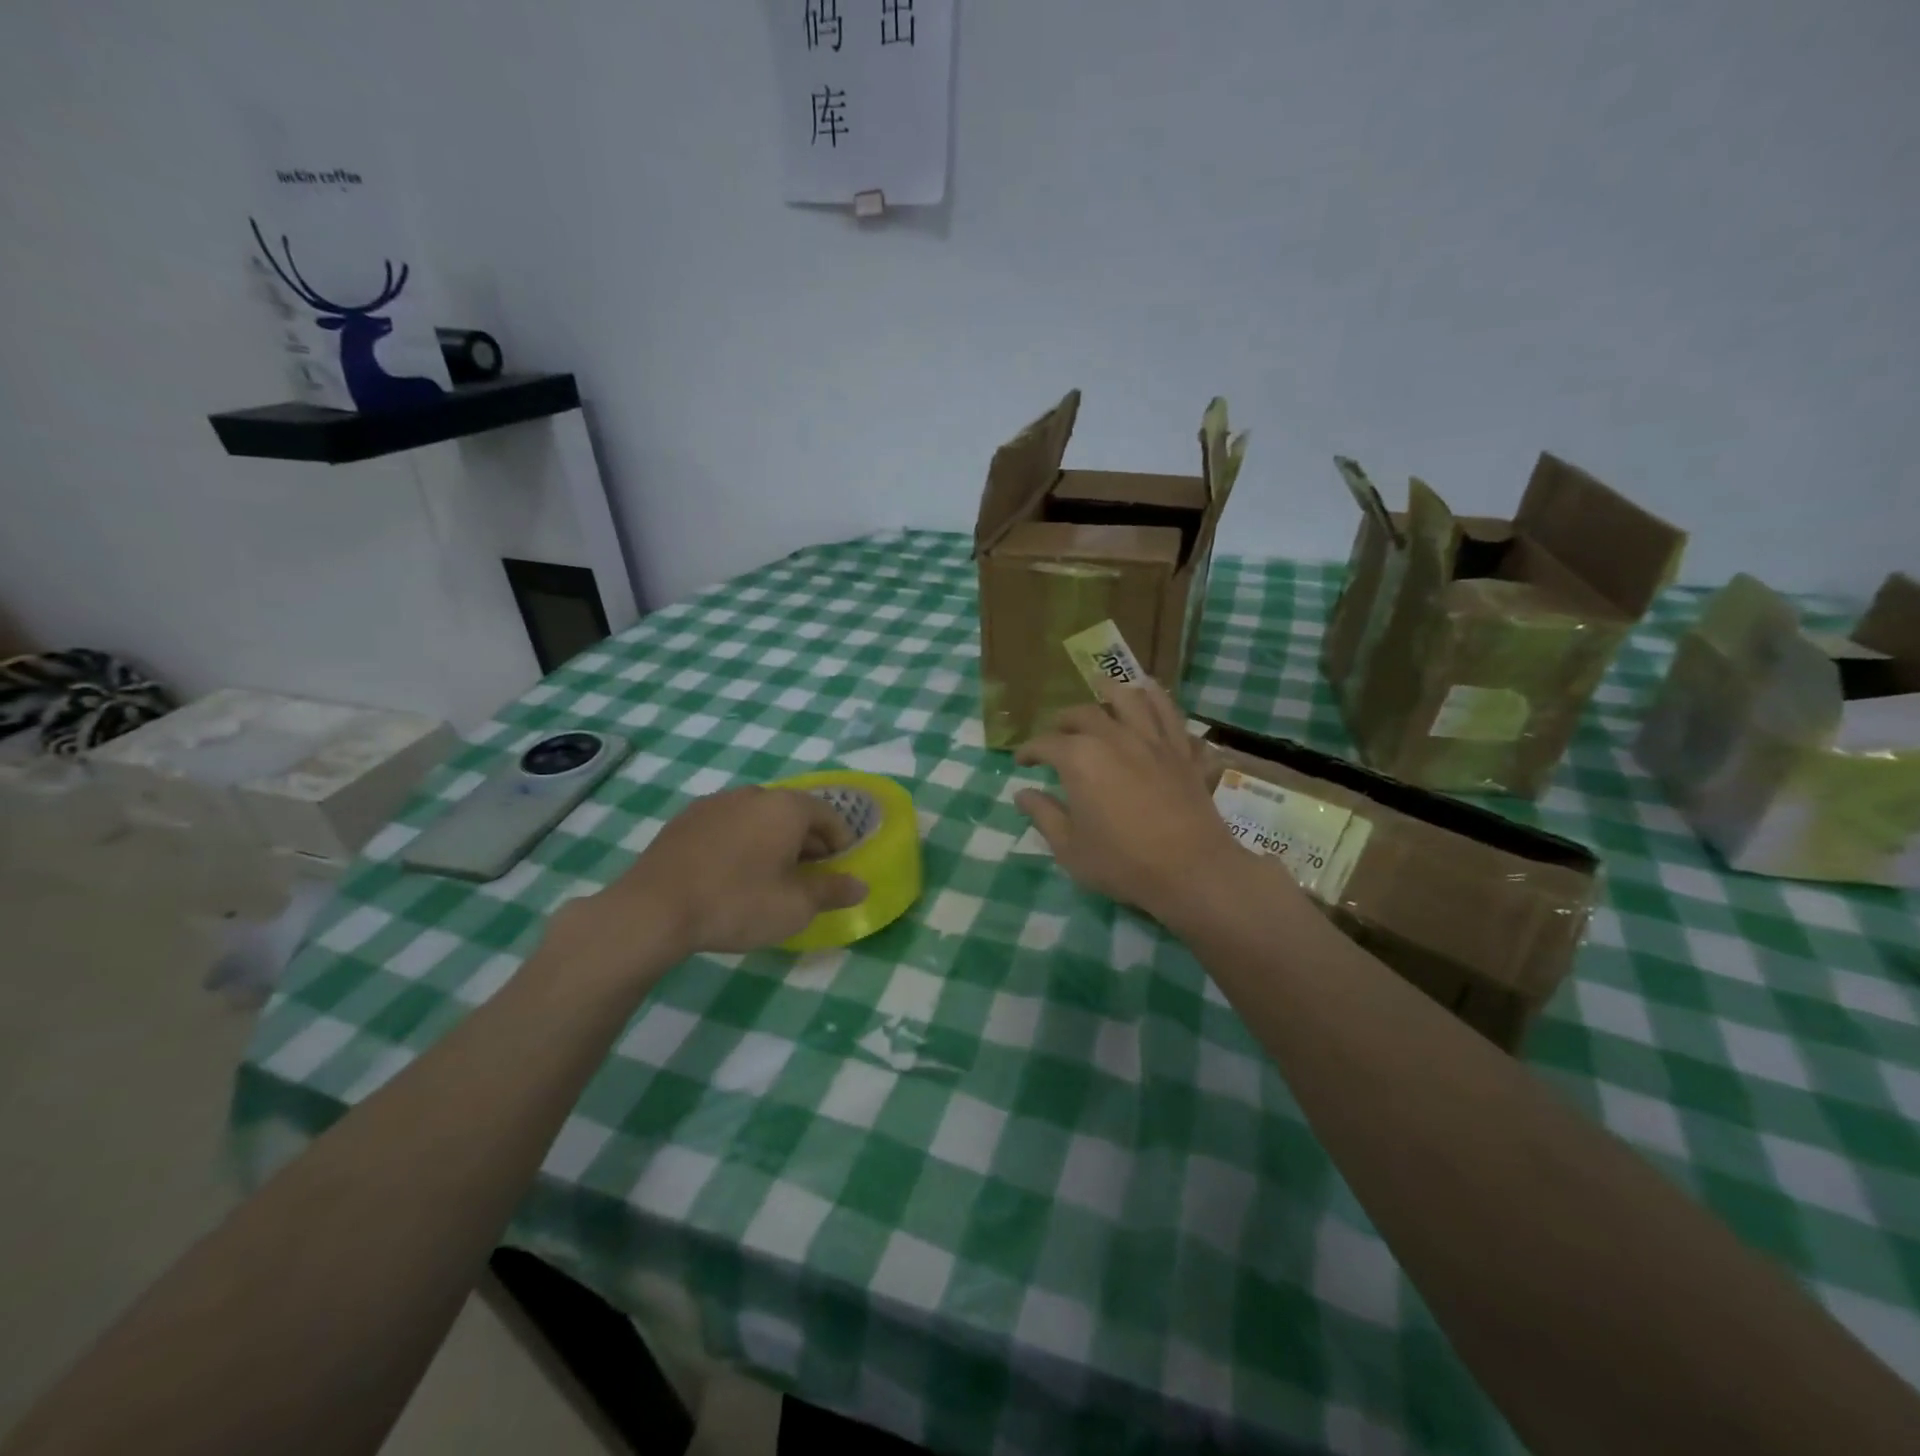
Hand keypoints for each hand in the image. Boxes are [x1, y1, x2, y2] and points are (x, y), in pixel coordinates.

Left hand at [550, 787, 866, 980]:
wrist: (653, 910)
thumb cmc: (737, 903)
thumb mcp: (795, 906)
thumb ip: (833, 892)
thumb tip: (860, 885)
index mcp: (786, 807)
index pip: (828, 815)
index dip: (842, 842)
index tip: (842, 868)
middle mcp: (753, 794)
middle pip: (793, 813)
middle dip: (808, 842)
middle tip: (811, 876)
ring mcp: (715, 803)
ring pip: (759, 817)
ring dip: (774, 840)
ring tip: (771, 876)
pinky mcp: (685, 819)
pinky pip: (729, 825)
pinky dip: (742, 842)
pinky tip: (732, 873)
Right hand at [1015, 680, 1248, 924]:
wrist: (1191, 870)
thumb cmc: (1122, 862)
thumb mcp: (1070, 847)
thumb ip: (1044, 815)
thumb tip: (1022, 795)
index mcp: (1079, 759)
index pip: (1045, 744)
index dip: (1029, 751)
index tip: (1022, 761)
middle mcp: (1113, 738)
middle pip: (1083, 714)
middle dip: (1063, 720)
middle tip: (1056, 732)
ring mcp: (1151, 740)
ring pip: (1128, 699)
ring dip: (1109, 689)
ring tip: (1100, 685)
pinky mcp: (1181, 750)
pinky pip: (1169, 712)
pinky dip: (1156, 696)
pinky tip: (1149, 691)